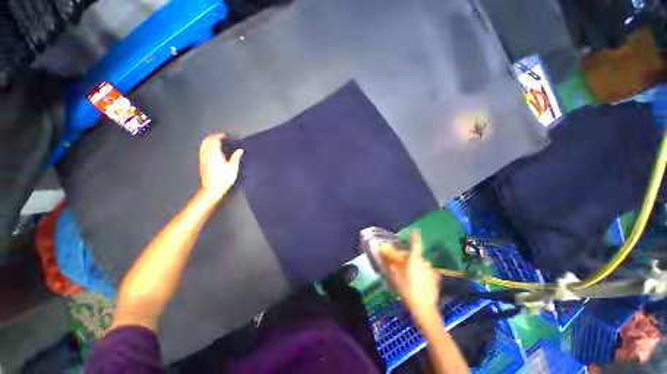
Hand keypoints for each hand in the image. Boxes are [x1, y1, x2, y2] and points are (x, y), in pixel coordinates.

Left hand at [199, 133, 242, 198]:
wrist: (212, 188)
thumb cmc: (224, 178)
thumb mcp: (233, 168)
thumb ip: (236, 157)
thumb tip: (240, 150)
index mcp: (215, 153)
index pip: (214, 140)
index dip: (219, 136)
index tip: (225, 135)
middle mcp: (207, 154)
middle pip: (207, 141)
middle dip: (212, 137)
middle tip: (220, 137)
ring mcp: (203, 158)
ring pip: (203, 145)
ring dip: (208, 141)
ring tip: (215, 141)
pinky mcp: (202, 162)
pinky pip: (202, 150)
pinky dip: (206, 146)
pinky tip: (211, 149)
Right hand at [381, 230, 440, 320]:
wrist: (424, 308)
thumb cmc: (408, 291)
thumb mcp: (396, 279)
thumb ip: (392, 268)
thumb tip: (389, 260)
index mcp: (415, 261)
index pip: (416, 245)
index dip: (416, 236)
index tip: (416, 230)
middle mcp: (424, 263)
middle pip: (417, 256)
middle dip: (411, 259)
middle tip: (404, 266)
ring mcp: (431, 271)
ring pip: (422, 265)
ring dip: (417, 267)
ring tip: (412, 276)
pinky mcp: (436, 279)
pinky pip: (427, 272)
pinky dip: (423, 274)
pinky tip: (420, 283)